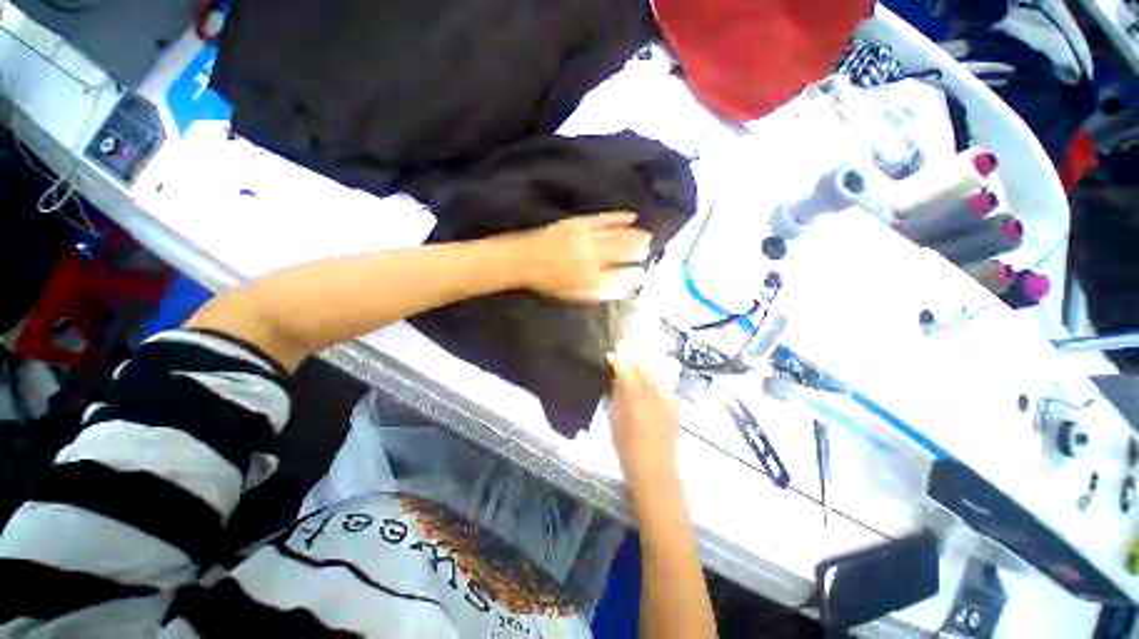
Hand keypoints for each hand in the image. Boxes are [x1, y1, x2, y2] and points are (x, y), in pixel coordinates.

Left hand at [515, 212, 651, 301]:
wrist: (524, 260)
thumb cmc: (547, 281)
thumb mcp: (572, 294)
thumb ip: (597, 292)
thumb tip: (619, 289)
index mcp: (591, 279)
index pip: (620, 276)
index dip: (633, 274)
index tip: (644, 272)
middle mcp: (593, 259)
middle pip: (622, 252)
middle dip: (639, 250)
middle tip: (651, 248)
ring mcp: (587, 240)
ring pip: (617, 236)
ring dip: (634, 235)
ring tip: (648, 234)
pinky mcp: (580, 224)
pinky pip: (604, 220)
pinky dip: (619, 218)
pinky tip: (631, 216)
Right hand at [608, 349, 680, 491]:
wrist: (655, 471)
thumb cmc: (628, 448)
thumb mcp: (615, 420)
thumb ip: (617, 395)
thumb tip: (617, 377)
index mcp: (635, 398)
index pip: (626, 368)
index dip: (617, 358)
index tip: (611, 355)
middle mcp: (654, 393)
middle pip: (646, 363)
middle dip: (636, 354)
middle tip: (626, 354)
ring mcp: (668, 397)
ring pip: (662, 368)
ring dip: (651, 361)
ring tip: (642, 360)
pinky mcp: (676, 405)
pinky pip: (668, 382)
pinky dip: (660, 375)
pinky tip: (653, 380)